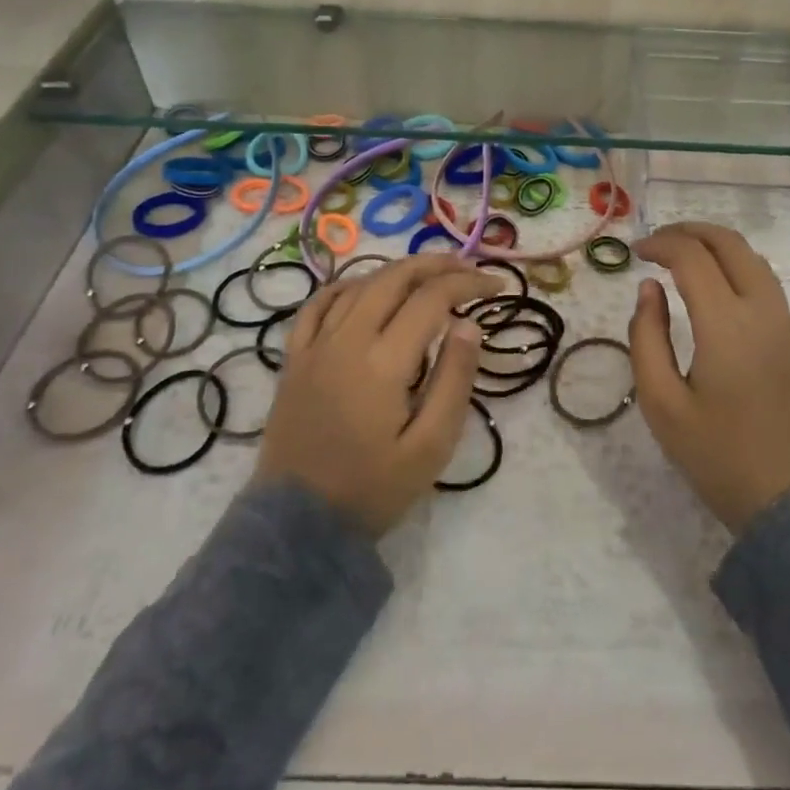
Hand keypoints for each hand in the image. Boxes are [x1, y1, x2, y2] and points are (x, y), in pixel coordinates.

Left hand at [255, 255, 490, 536]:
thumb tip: (468, 324)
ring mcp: (314, 347)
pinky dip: (347, 286)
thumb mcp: (431, 446)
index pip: (432, 299)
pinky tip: (366, 288)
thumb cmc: (372, 489)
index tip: (496, 285)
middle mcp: (346, 341)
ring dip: (398, 271)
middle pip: (394, 278)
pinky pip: (317, 305)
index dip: (468, 284)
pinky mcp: (294, 360)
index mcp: (383, 362)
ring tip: (429, 274)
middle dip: (436, 265)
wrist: (298, 525)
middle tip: (468, 269)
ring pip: (358, 285)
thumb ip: (454, 380)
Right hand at [629, 222, 789, 533]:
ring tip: (682, 257)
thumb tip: (649, 290)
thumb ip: (647, 337)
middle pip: (730, 243)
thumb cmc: (718, 456)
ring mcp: (785, 324)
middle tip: (656, 242)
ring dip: (716, 246)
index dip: (660, 243)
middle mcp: (762, 310)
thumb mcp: (662, 403)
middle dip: (690, 232)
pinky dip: (736, 266)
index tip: (634, 252)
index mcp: (727, 323)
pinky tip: (714, 286)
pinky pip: (765, 282)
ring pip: (753, 259)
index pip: (693, 257)